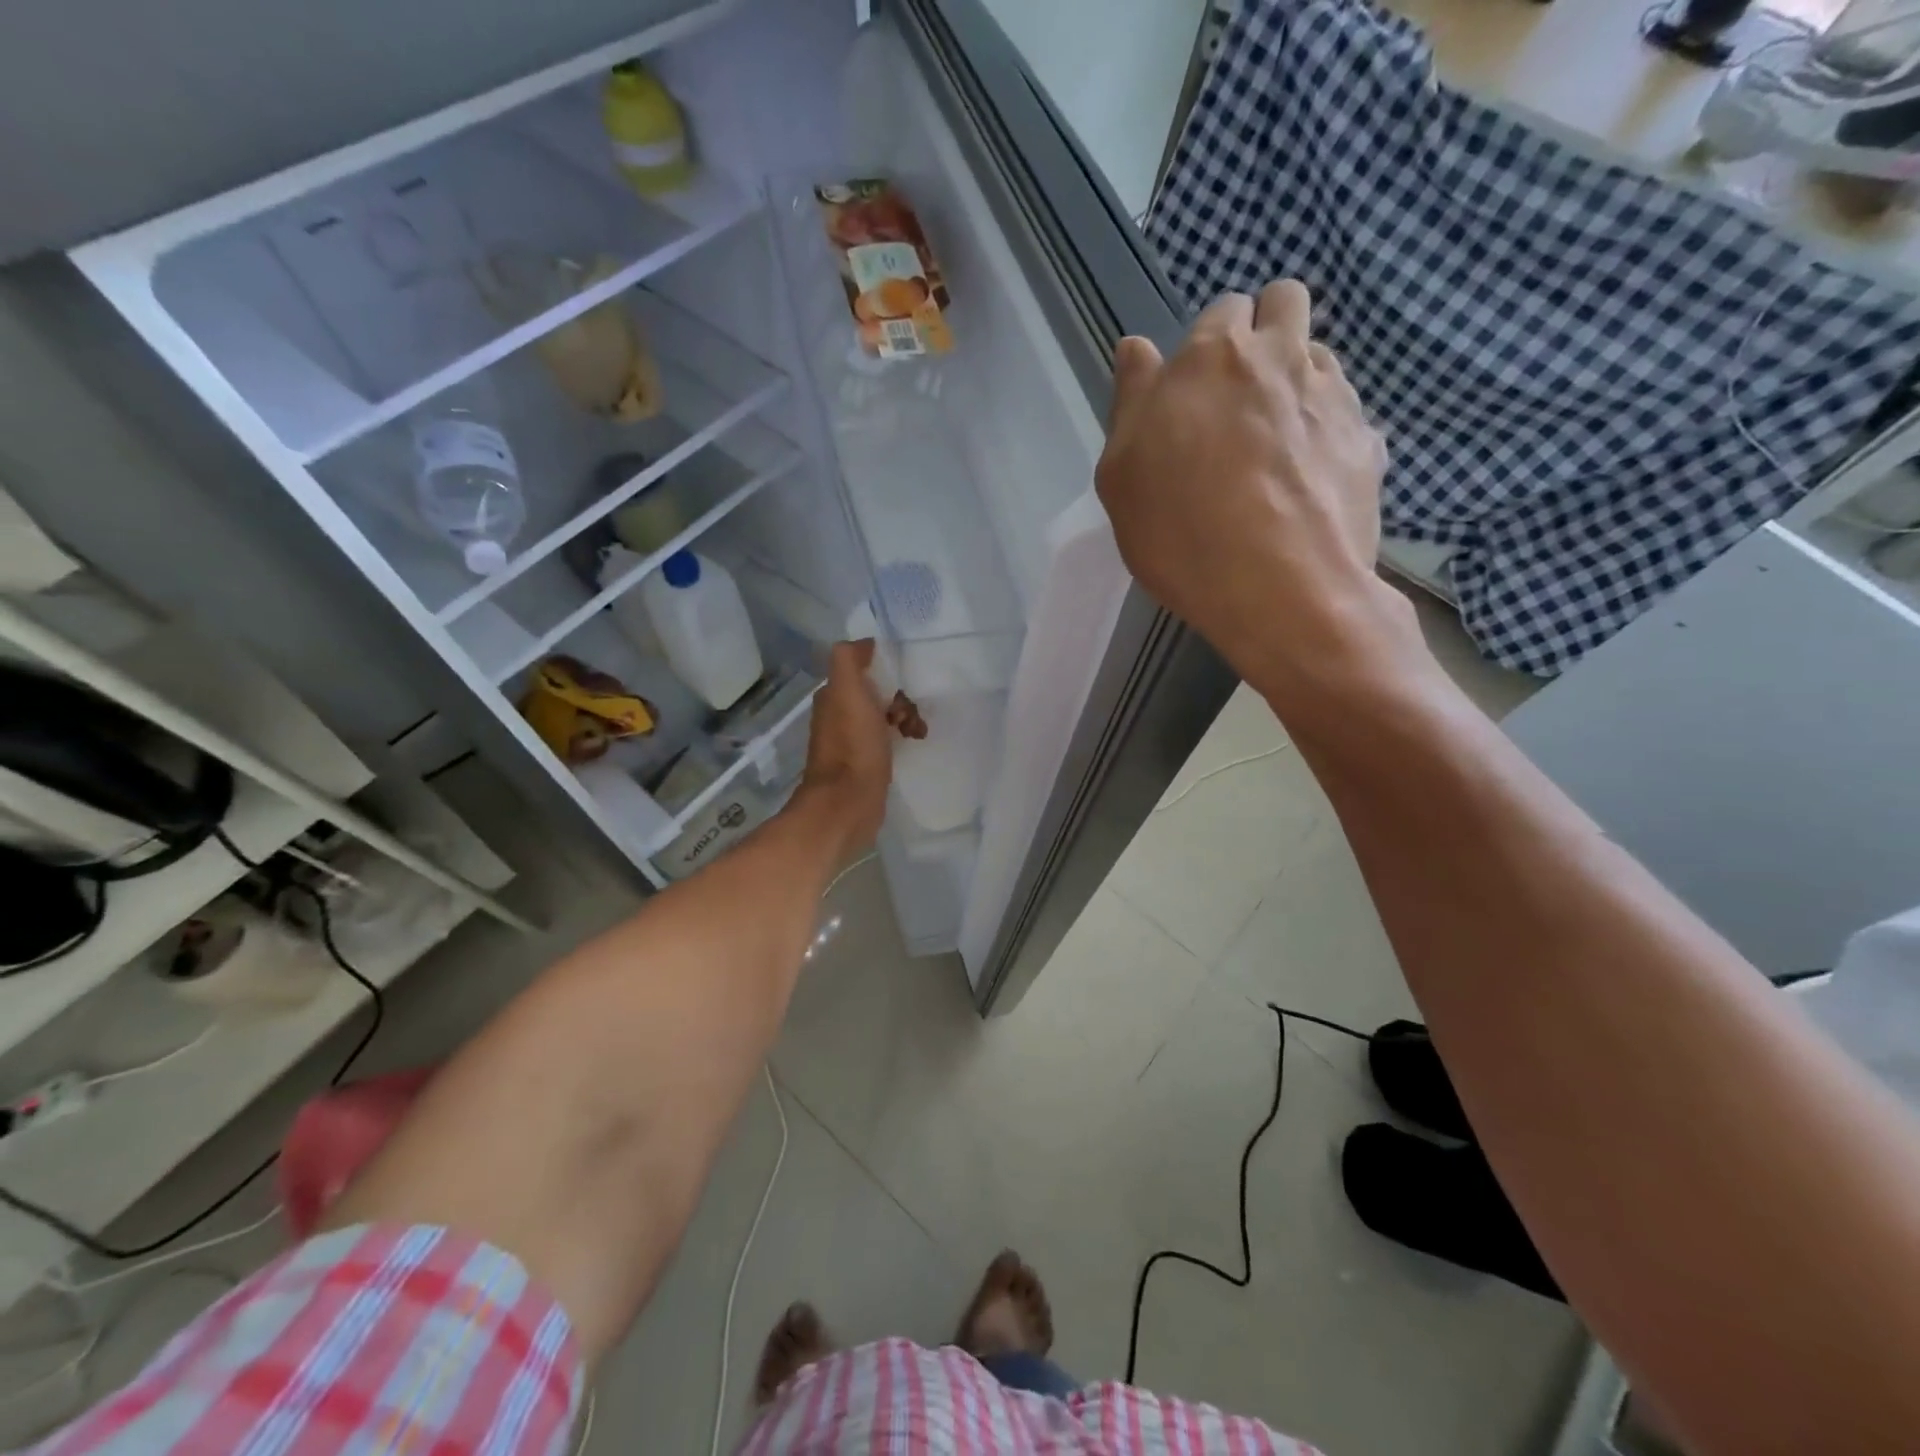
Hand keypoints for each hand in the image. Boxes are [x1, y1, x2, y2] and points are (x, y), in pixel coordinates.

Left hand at [798, 640, 906, 857]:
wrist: (848, 804)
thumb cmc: (853, 746)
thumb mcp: (848, 692)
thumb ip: (849, 660)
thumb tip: (864, 644)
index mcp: (833, 696)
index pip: (863, 669)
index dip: (886, 671)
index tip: (902, 685)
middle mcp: (838, 715)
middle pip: (877, 692)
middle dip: (900, 698)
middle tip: (909, 715)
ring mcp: (851, 741)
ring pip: (884, 716)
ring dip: (906, 717)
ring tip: (917, 732)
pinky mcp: (865, 763)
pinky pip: (887, 739)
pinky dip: (902, 737)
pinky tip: (913, 744)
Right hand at [1096, 280, 1405, 695]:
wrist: (1281, 591)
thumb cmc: (1181, 534)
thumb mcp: (1122, 477)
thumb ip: (1131, 402)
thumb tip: (1138, 348)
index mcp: (1212, 355)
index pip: (1220, 311)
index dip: (1206, 347)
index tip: (1193, 395)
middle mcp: (1280, 355)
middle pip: (1284, 303)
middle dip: (1263, 334)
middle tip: (1238, 399)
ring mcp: (1333, 394)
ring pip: (1319, 353)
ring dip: (1296, 377)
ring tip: (1274, 442)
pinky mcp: (1368, 438)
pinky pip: (1345, 411)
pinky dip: (1325, 427)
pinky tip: (1305, 477)